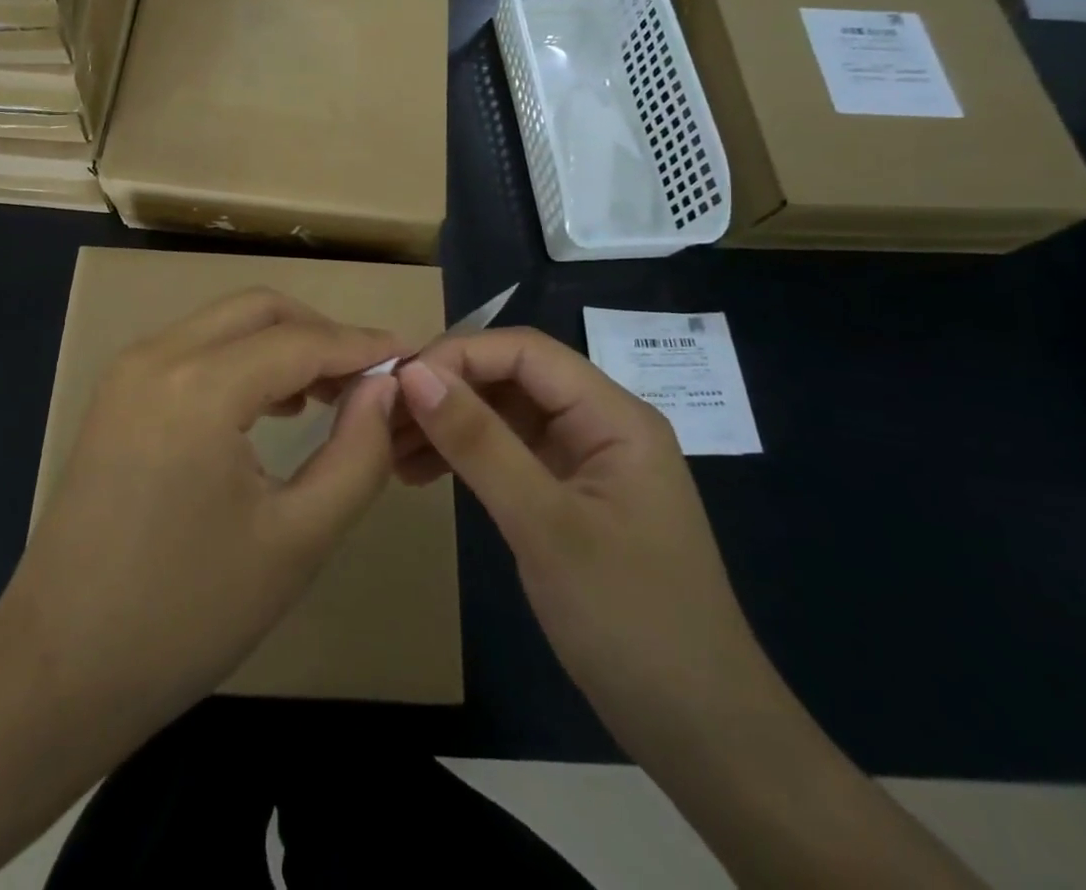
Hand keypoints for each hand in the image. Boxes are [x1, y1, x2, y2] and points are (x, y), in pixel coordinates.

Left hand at [1, 290, 401, 729]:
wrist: (58, 670)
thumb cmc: (186, 616)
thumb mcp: (296, 540)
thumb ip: (357, 455)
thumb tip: (386, 389)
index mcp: (199, 388)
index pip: (301, 342)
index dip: (364, 347)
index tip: (414, 359)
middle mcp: (157, 356)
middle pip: (259, 310)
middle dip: (322, 333)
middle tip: (371, 380)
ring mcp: (128, 371)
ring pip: (224, 324)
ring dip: (282, 343)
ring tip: (331, 394)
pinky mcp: (116, 395)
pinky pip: (194, 350)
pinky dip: (242, 360)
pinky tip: (273, 406)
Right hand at [393, 329, 766, 729]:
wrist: (701, 734)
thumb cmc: (631, 622)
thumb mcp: (545, 527)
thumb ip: (479, 443)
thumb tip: (413, 374)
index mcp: (613, 415)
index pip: (525, 351)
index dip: (459, 355)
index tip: (398, 385)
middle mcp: (599, 424)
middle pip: (511, 378)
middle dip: (446, 391)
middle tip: (384, 419)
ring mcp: (584, 462)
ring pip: (503, 415)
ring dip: (448, 424)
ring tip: (390, 450)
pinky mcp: (568, 497)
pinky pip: (507, 455)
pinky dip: (464, 459)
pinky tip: (420, 475)